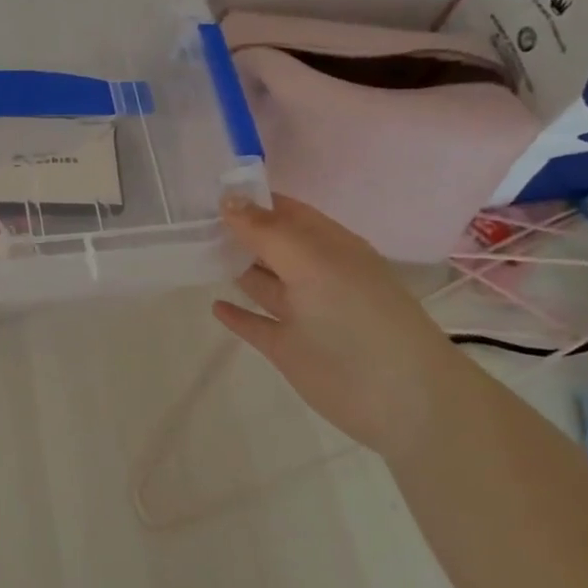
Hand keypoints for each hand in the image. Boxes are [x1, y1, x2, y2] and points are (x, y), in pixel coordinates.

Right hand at [213, 194, 470, 458]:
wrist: (400, 399)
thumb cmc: (358, 317)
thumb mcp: (313, 262)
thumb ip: (267, 232)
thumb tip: (227, 200)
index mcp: (328, 245)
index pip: (285, 211)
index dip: (251, 198)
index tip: (205, 188)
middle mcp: (314, 273)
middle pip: (270, 244)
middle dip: (237, 229)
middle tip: (187, 216)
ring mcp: (302, 313)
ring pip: (262, 281)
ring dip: (235, 266)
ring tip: (194, 250)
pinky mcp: (289, 349)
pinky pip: (257, 324)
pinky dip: (237, 315)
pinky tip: (214, 304)